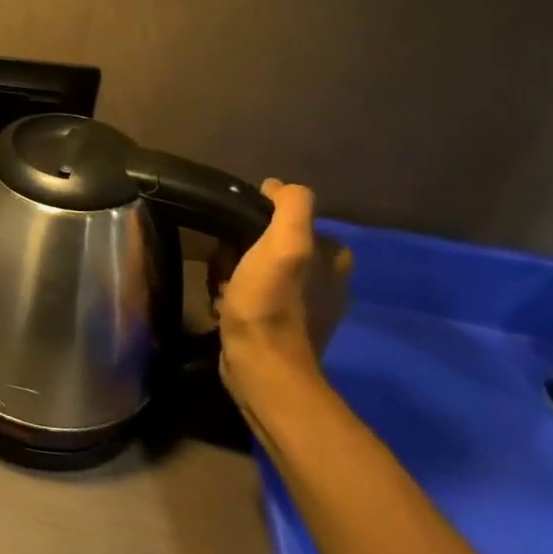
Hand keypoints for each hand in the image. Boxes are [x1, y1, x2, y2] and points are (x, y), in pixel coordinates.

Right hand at [215, 180, 350, 419]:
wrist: (261, 367)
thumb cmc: (270, 303)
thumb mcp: (285, 244)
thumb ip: (291, 207)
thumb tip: (276, 186)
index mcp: (332, 260)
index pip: (296, 221)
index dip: (264, 220)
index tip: (239, 227)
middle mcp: (325, 282)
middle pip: (272, 246)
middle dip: (242, 249)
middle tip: (226, 260)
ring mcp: (303, 309)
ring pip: (258, 270)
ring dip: (234, 273)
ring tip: (220, 284)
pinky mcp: (279, 329)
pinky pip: (252, 297)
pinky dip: (234, 297)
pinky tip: (222, 304)